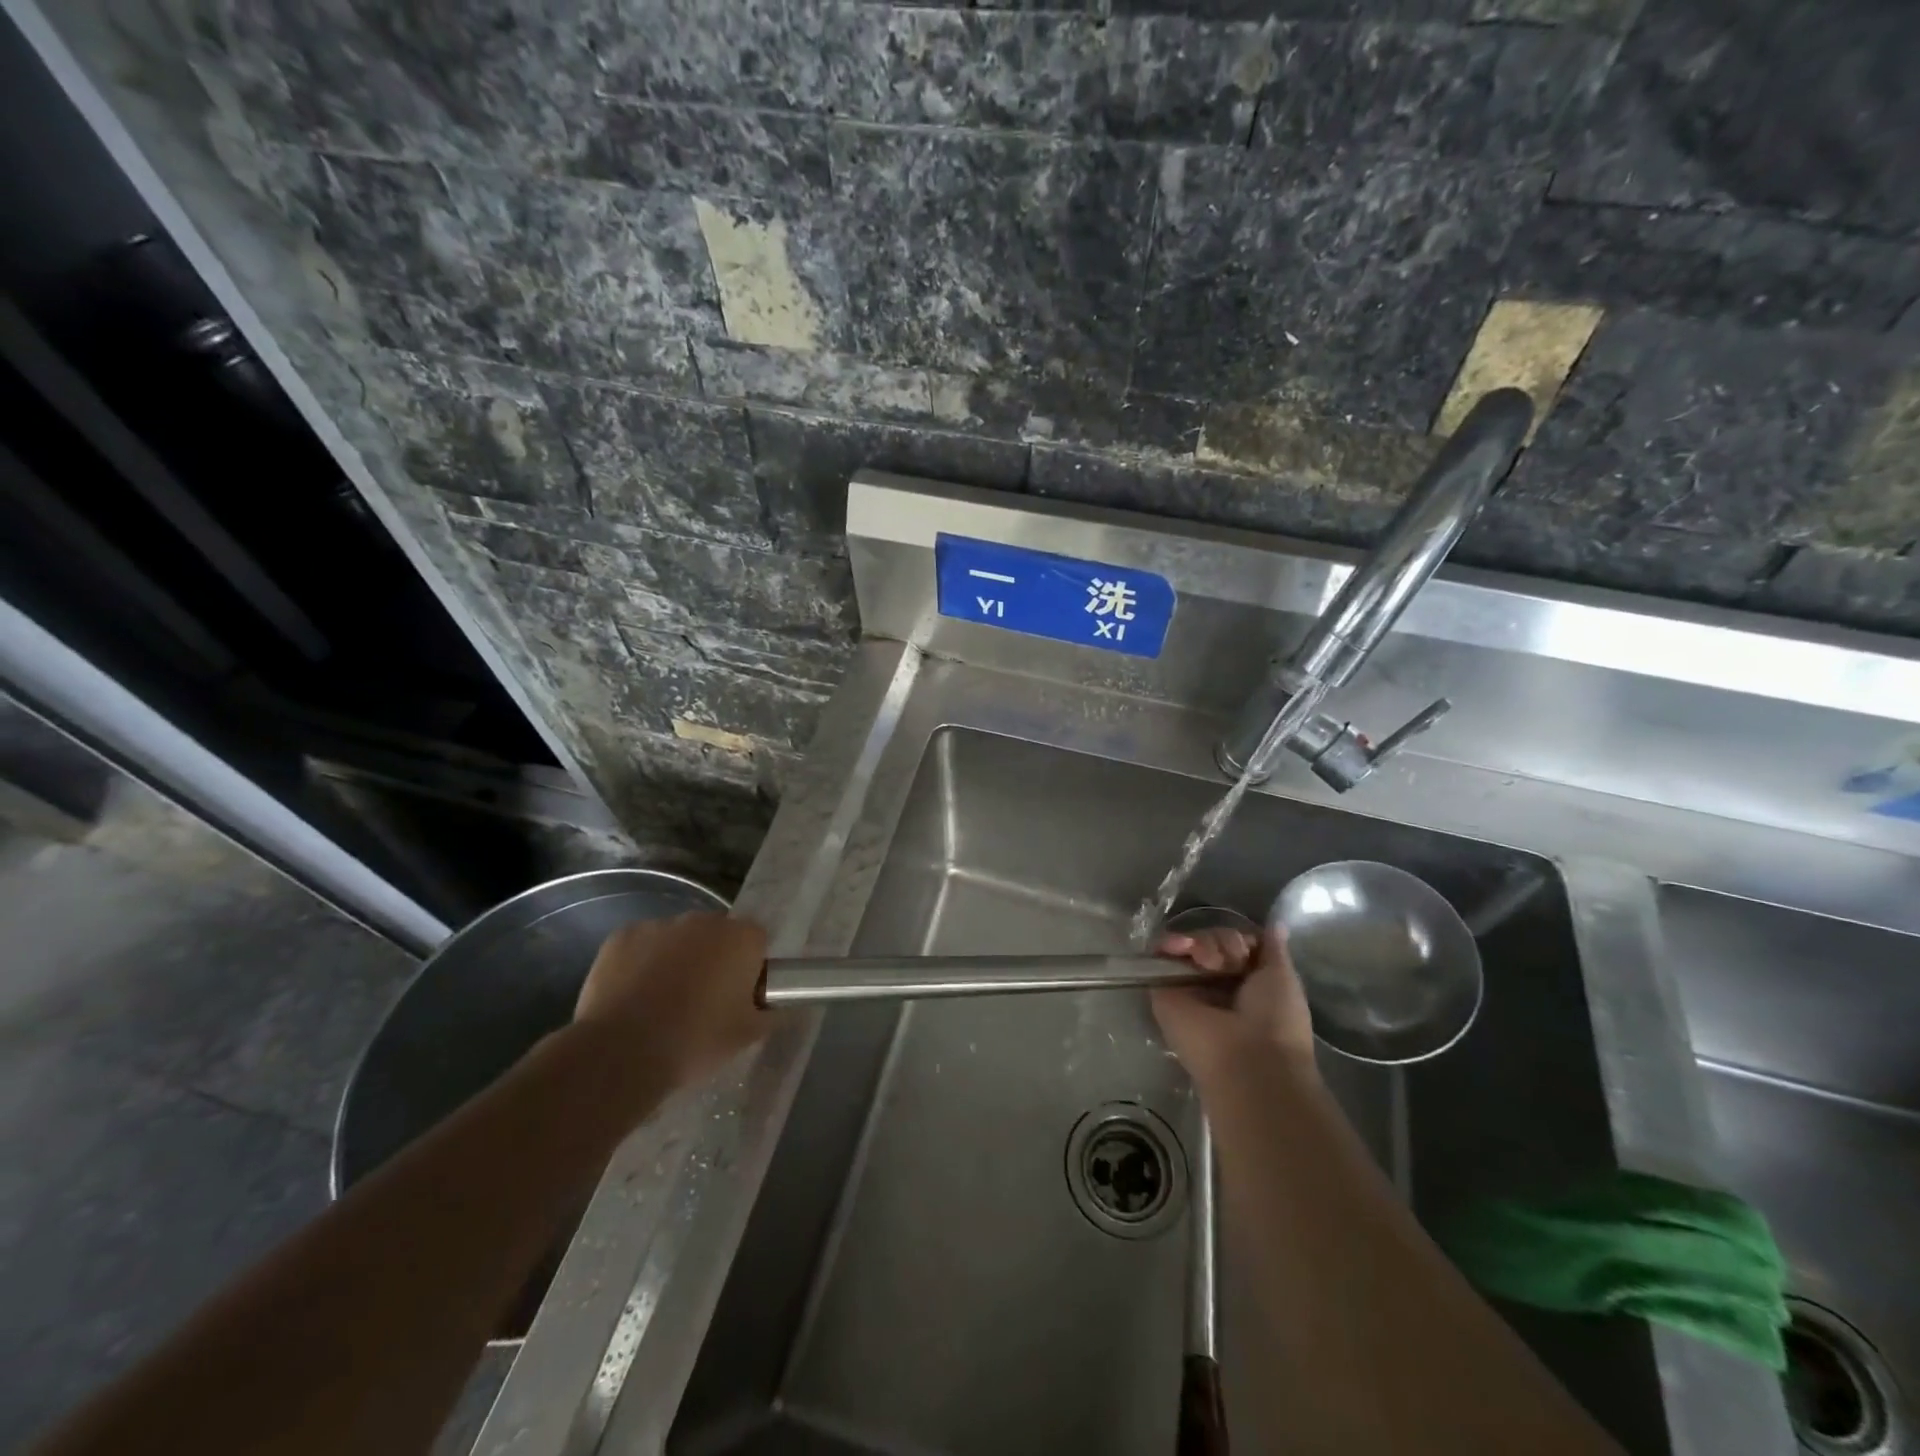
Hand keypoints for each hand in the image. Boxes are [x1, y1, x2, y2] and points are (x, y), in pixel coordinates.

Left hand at [575, 913, 769, 1086]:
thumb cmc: (695, 1041)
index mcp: (741, 938)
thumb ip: (772, 1014)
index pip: (757, 941)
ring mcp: (659, 925)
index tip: (740, 996)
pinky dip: (641, 962)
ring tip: (662, 1001)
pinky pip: (641, 945)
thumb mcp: (747, 1036)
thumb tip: (781, 1007)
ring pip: (678, 939)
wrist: (621, 1054)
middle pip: (717, 934)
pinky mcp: (621, 937)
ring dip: (677, 959)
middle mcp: (703, 921)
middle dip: (714, 958)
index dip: (751, 967)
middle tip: (704, 1000)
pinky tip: (633, 995)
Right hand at [1152, 926, 1316, 1084]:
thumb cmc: (1276, 1021)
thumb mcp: (1283, 978)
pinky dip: (1169, 942)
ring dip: (1202, 943)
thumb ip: (1273, 949)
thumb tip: (1276, 923)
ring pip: (1188, 944)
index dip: (1240, 939)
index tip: (1247, 947)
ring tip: (1207, 961)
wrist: (1248, 1061)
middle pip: (1212, 941)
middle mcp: (1215, 983)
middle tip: (1229, 960)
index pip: (1235, 944)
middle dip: (1223, 941)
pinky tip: (1180, 946)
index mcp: (1246, 982)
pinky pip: (1160, 954)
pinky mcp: (1163, 990)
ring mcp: (1188, 986)